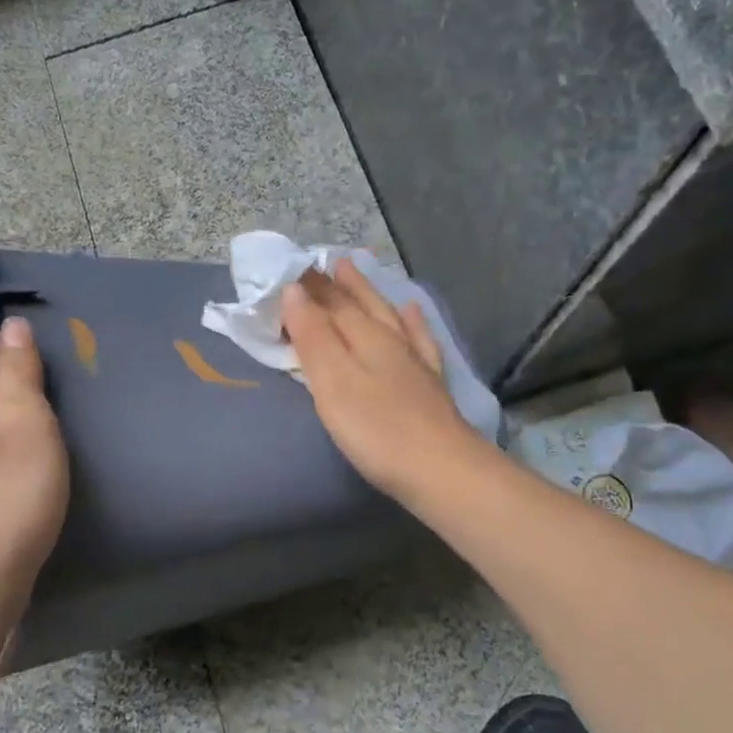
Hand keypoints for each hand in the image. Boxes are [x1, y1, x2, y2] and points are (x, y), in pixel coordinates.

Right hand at [281, 260, 479, 502]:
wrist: (442, 470)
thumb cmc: (377, 428)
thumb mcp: (332, 381)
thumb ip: (313, 336)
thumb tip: (293, 290)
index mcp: (364, 336)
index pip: (331, 302)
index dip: (309, 286)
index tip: (290, 266)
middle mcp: (390, 340)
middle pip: (360, 305)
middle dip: (338, 284)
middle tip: (321, 262)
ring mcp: (414, 361)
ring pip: (388, 316)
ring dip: (369, 294)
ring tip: (356, 272)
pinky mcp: (430, 385)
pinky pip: (420, 340)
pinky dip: (413, 322)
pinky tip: (412, 311)